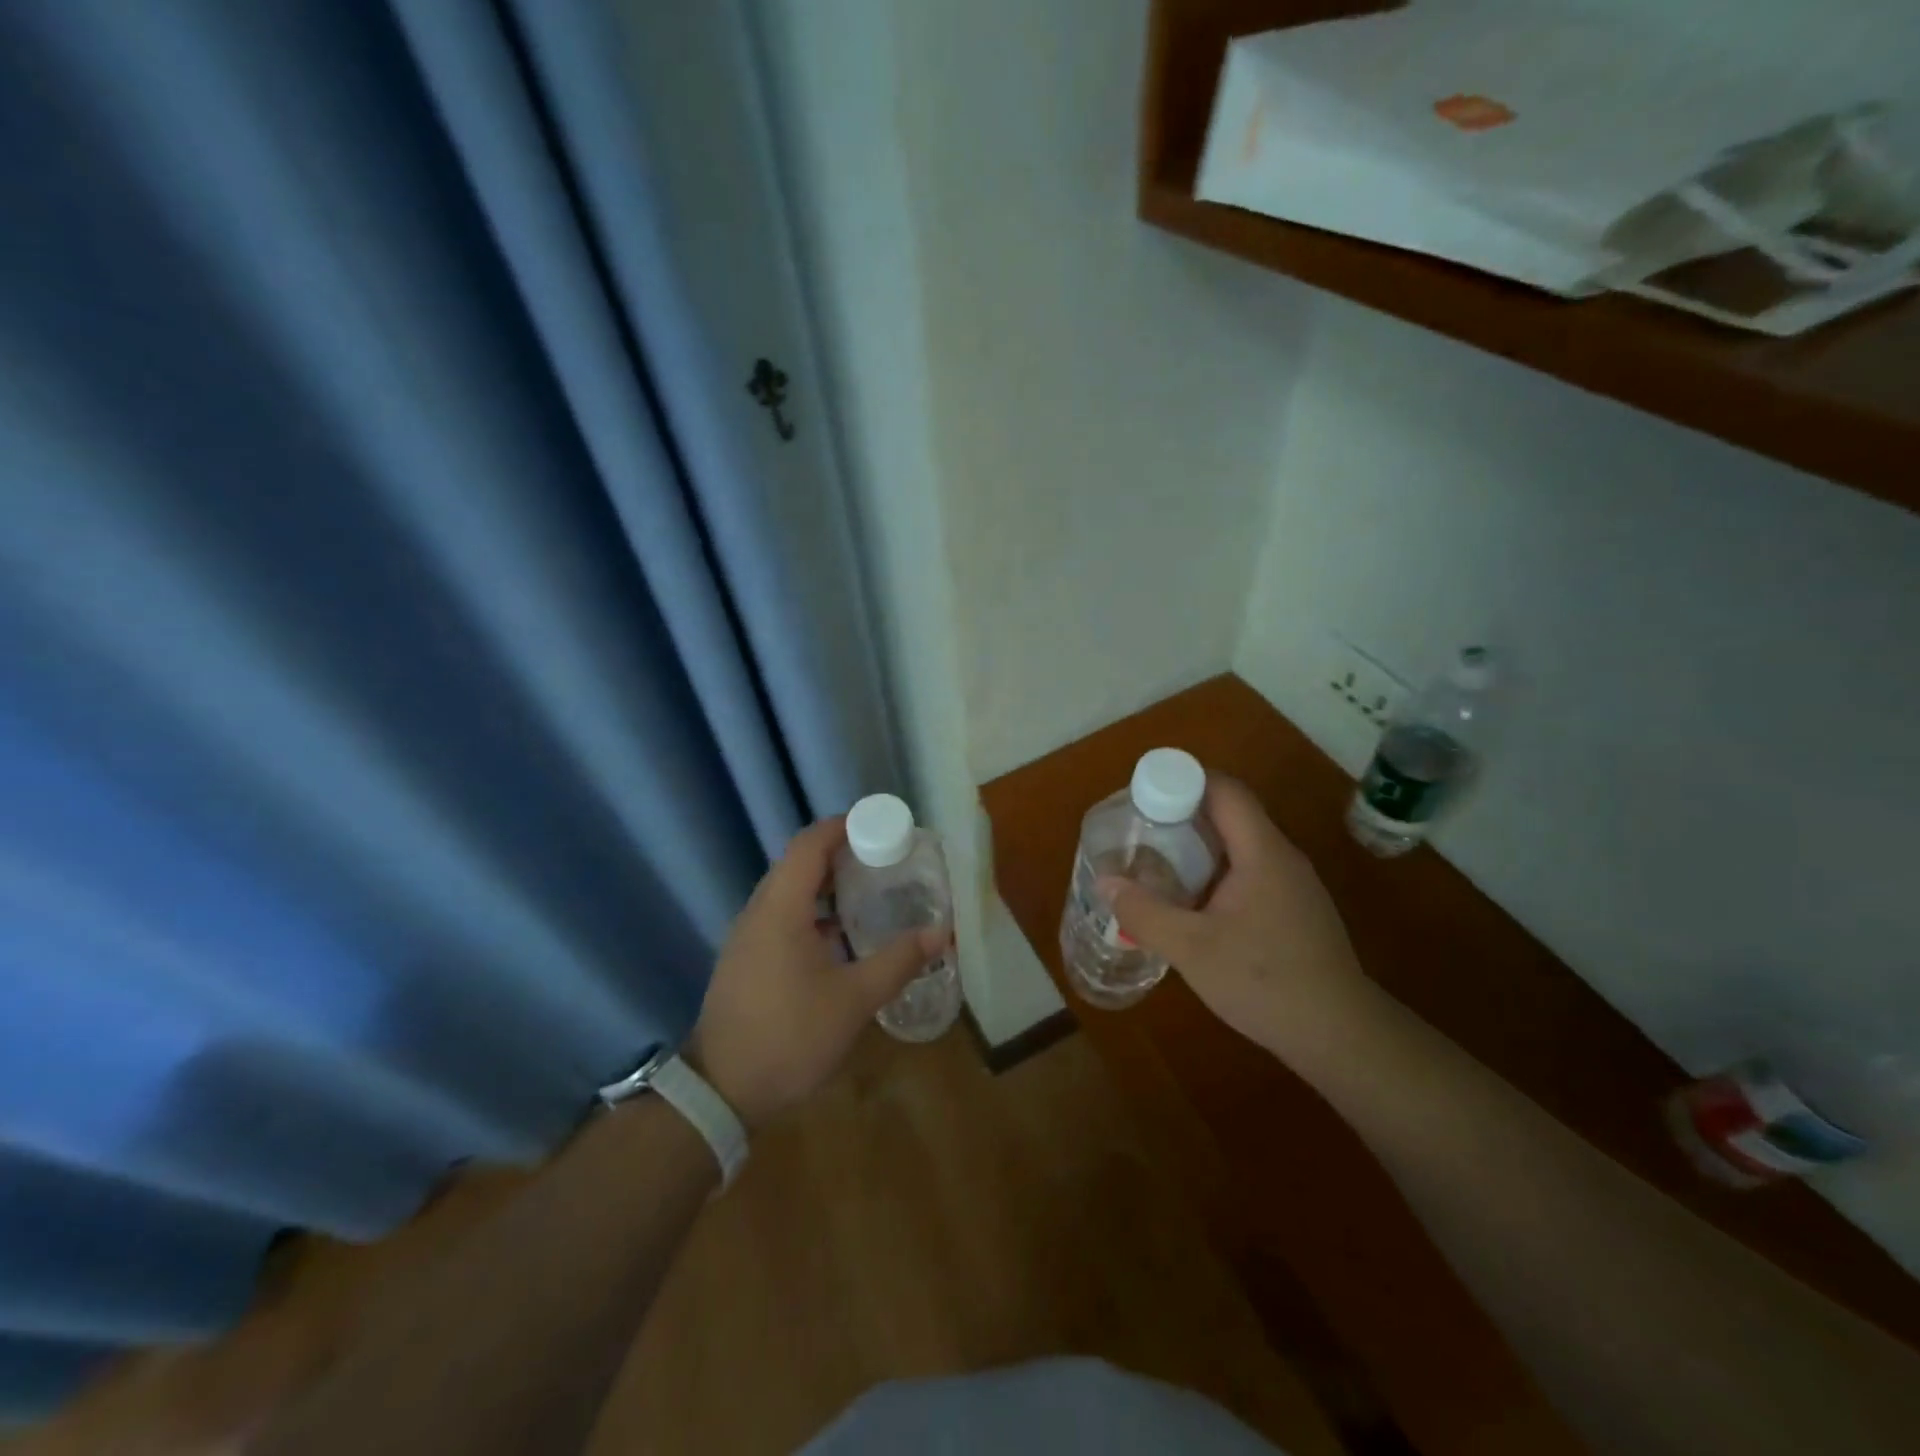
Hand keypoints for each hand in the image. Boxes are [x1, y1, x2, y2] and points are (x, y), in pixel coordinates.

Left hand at [683, 815, 945, 1129]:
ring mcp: (748, 936)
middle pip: (799, 862)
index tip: (881, 825)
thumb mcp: (854, 1000)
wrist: (721, 1090)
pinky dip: (813, 910)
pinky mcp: (747, 958)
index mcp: (781, 908)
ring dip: (827, 883)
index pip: (809, 844)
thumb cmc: (789, 1035)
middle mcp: (759, 911)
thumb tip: (941, 932)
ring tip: (869, 891)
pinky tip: (841, 935)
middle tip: (885, 858)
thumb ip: (898, 961)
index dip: (843, 826)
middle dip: (841, 853)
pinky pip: (782, 915)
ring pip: (789, 890)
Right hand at [1103, 776, 1380, 1062]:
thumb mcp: (1191, 948)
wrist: (1340, 1036)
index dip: (1182, 781)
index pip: (1224, 790)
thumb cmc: (1265, 982)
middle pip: (1230, 813)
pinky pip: (1249, 872)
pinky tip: (1193, 904)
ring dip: (1198, 847)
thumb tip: (1105, 883)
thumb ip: (1144, 912)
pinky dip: (1216, 873)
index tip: (1142, 796)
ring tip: (1157, 864)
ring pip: (1240, 845)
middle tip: (1140, 832)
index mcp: (1262, 852)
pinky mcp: (1295, 910)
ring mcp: (1293, 885)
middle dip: (1182, 814)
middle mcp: (1282, 858)